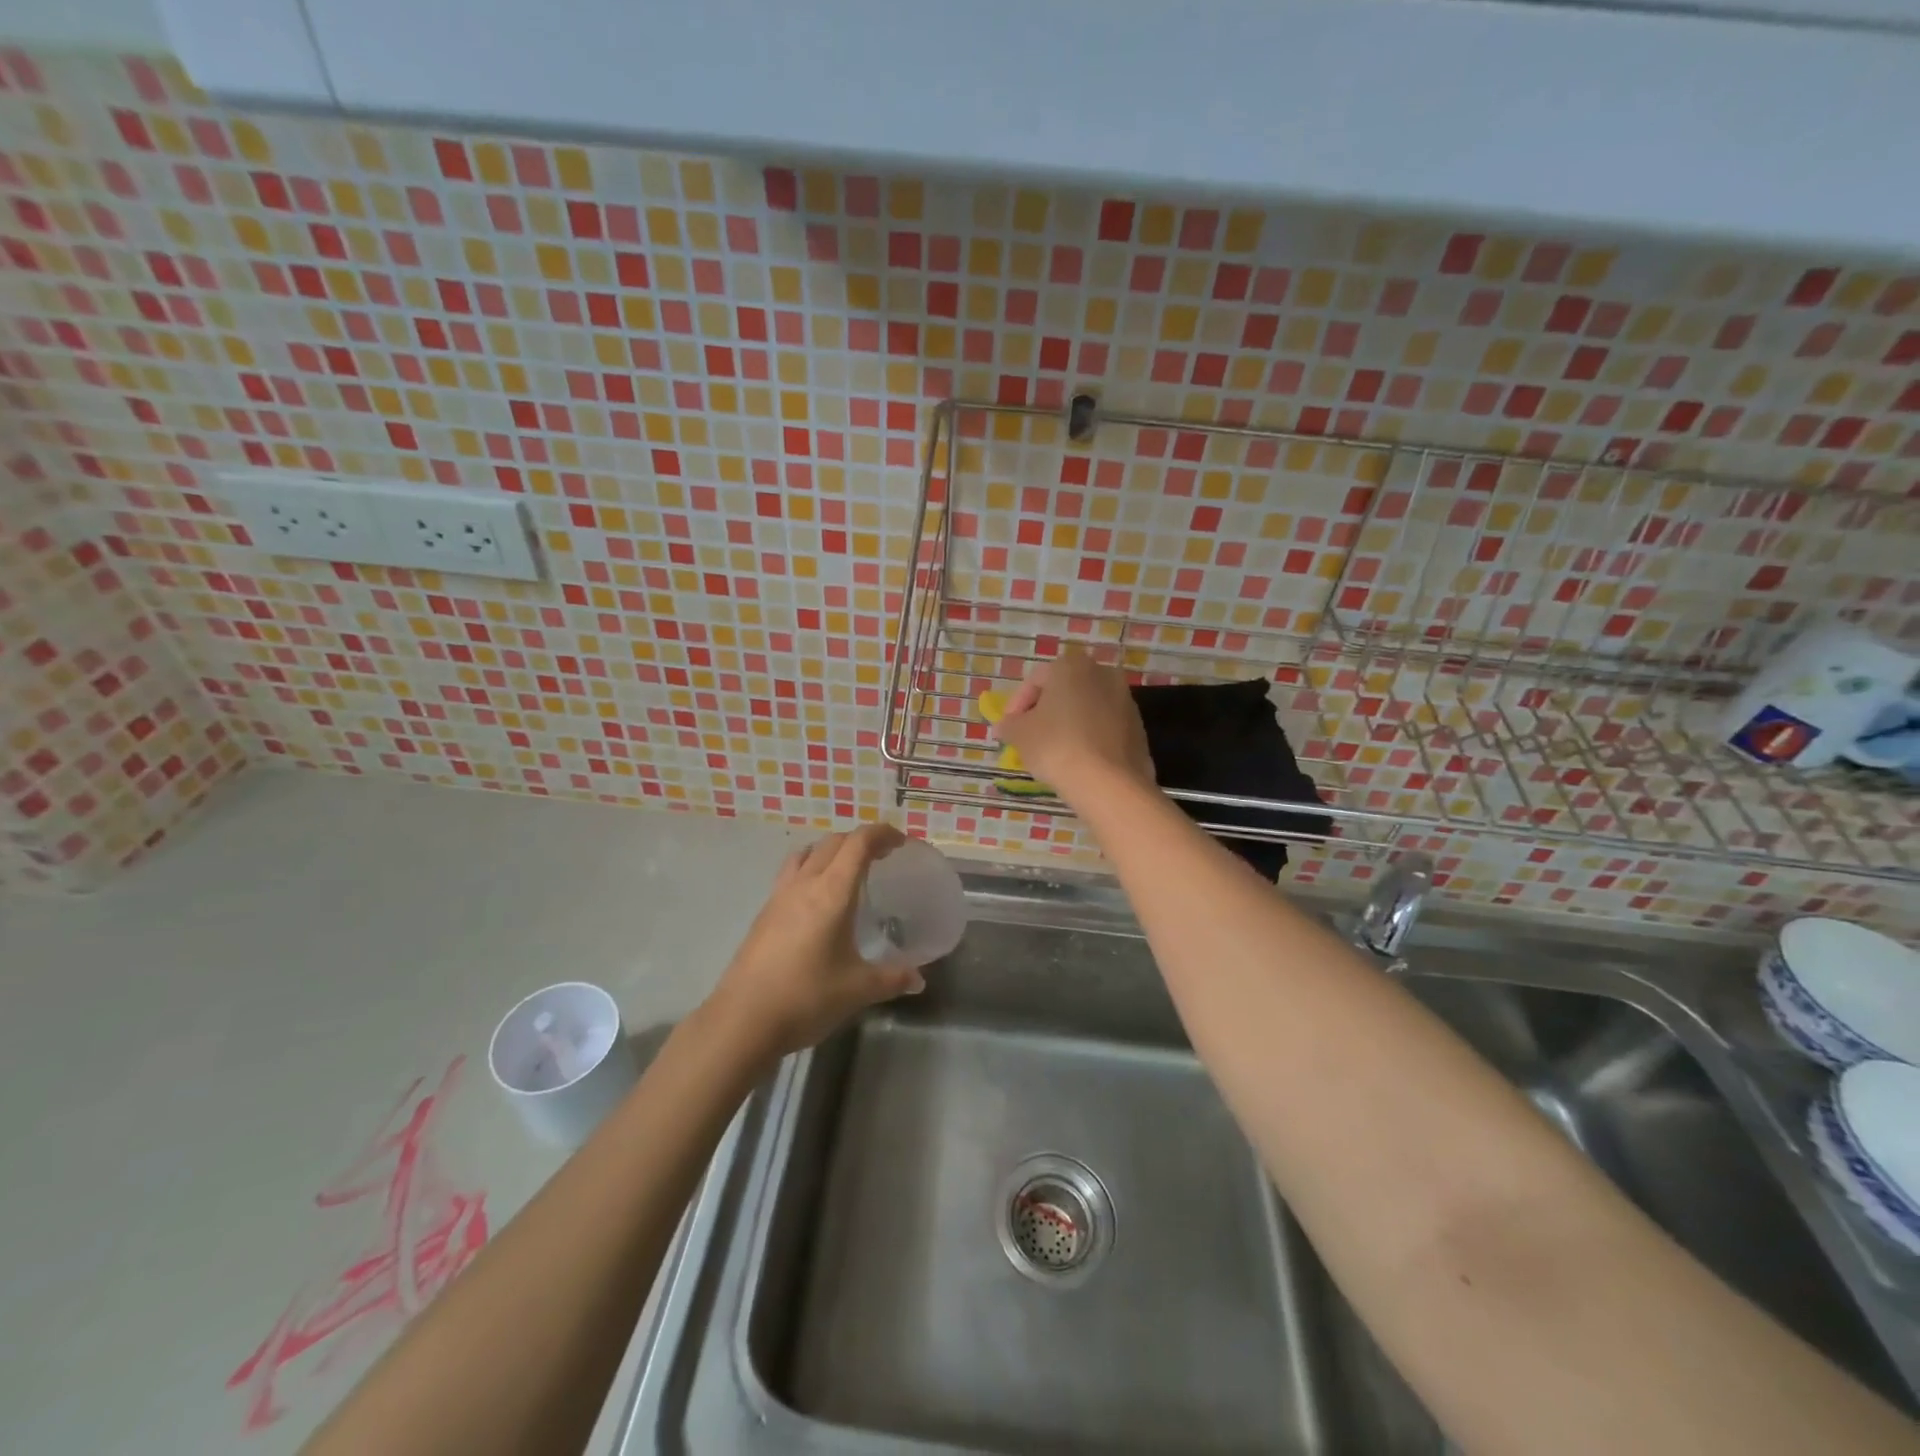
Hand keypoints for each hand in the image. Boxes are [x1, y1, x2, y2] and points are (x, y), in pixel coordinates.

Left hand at [703, 823, 924, 1064]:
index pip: (858, 843)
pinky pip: (791, 873)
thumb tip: (918, 979)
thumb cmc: (806, 997)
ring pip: (807, 853)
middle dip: (860, 841)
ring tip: (847, 871)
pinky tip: (818, 901)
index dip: (881, 834)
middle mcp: (804, 884)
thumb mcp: (858, 989)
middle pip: (833, 842)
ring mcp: (779, 896)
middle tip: (882, 857)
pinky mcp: (764, 913)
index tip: (900, 842)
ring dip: (831, 851)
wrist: (742, 1020)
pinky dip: (811, 870)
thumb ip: (892, 978)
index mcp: (832, 892)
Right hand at [993, 649, 1154, 803]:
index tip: (1009, 729)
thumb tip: (1005, 726)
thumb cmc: (1057, 747)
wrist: (1110, 783)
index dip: (1017, 704)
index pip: (1035, 679)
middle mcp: (1103, 673)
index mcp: (1072, 666)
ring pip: (1086, 708)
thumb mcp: (1020, 734)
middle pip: (1064, 691)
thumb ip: (1009, 725)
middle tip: (1029, 737)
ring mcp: (1125, 700)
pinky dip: (1089, 737)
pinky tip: (1078, 760)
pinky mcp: (1138, 727)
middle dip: (1045, 712)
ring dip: (1068, 724)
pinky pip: (1104, 727)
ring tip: (1053, 752)